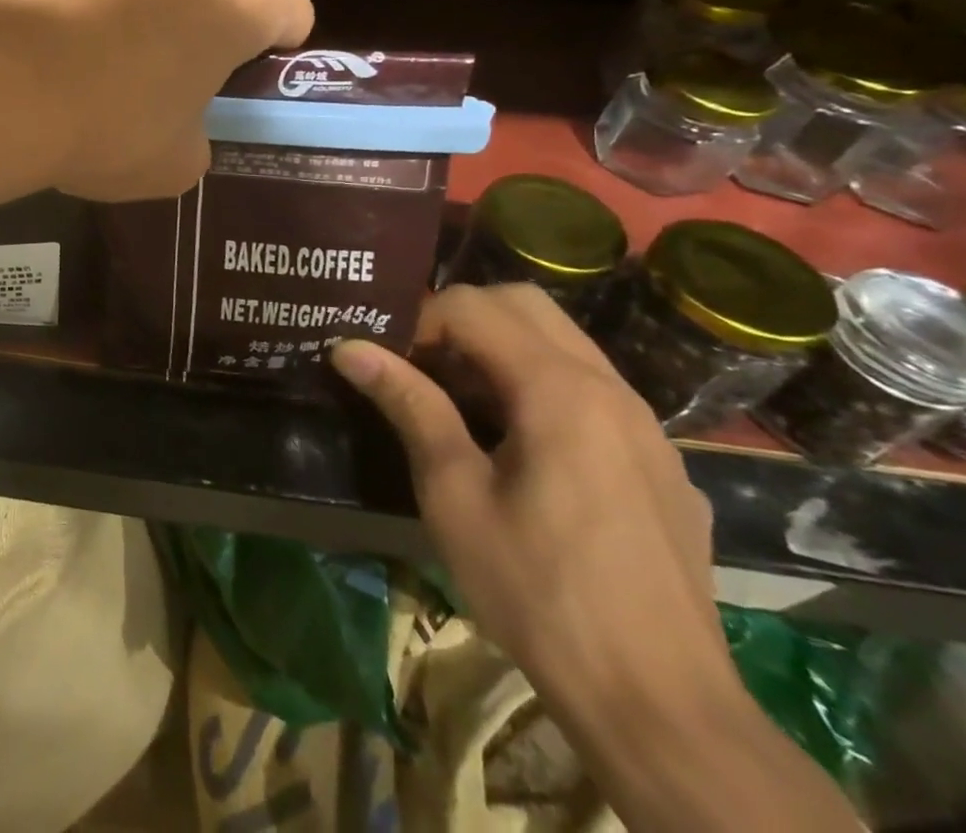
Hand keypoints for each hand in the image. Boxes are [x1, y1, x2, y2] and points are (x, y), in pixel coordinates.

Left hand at [0, 0, 312, 200]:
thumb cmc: (100, 127)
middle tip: (150, 59)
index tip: (247, 66)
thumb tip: (179, 123)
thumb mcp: (170, 165)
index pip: (287, 10)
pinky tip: (37, 7)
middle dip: (191, 10)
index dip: (272, 41)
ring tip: (81, 32)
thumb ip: (195, 135)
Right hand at [331, 285, 732, 721]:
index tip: (392, 365)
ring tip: (462, 405)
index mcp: (560, 391)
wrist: (662, 707)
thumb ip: (409, 405)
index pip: (473, 305)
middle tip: (423, 367)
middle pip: (525, 304)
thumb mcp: (453, 494)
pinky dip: (542, 385)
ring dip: (502, 349)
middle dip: (462, 318)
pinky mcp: (662, 464)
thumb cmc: (538, 591)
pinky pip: (593, 390)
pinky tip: (521, 450)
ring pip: (564, 343)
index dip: (419, 321)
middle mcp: (611, 390)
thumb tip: (350, 347)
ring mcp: (647, 427)